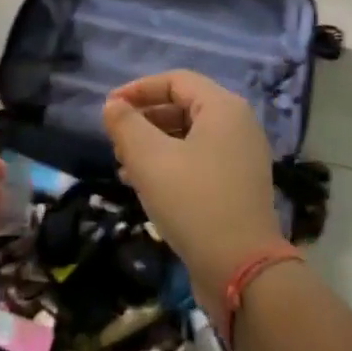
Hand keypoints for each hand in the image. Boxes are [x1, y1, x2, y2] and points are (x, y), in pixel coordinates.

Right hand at [103, 71, 289, 329]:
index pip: (175, 81)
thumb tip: (113, 106)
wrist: (241, 269)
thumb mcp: (149, 159)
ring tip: (123, 164)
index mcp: (223, 108)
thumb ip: (126, 125)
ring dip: (154, 144)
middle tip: (115, 138)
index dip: (138, 89)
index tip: (109, 107)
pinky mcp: (239, 186)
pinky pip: (199, 160)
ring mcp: (242, 157)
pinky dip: (171, 164)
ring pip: (189, 136)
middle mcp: (238, 125)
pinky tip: (144, 185)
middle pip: (184, 106)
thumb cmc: (193, 202)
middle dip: (145, 119)